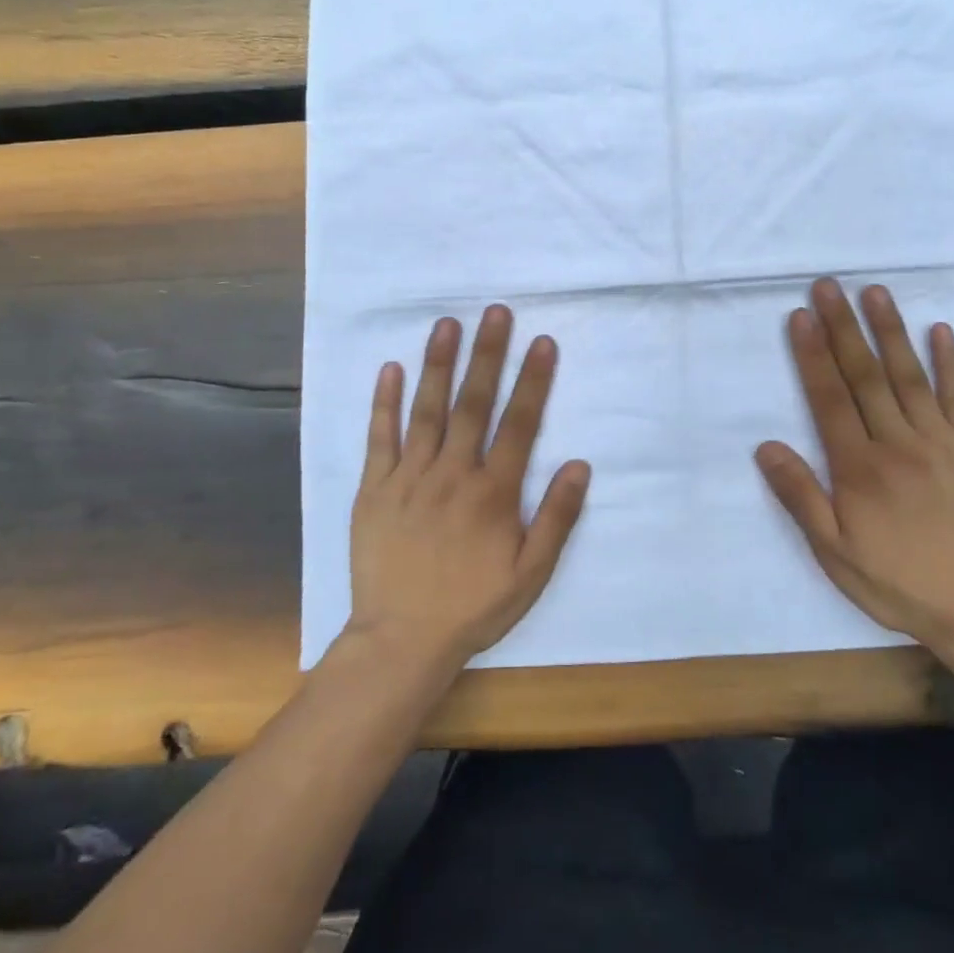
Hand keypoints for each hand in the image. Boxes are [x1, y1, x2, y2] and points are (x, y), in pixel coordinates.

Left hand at [345, 305, 590, 673]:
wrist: (401, 640)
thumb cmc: (473, 606)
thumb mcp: (531, 574)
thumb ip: (556, 518)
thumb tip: (579, 464)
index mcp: (493, 492)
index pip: (518, 424)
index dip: (533, 380)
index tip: (542, 342)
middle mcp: (452, 474)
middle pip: (473, 404)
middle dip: (487, 355)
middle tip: (495, 312)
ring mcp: (408, 478)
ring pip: (427, 411)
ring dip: (438, 364)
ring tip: (447, 324)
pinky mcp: (374, 489)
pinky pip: (380, 439)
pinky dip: (385, 403)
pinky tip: (391, 369)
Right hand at [755, 278, 953, 647]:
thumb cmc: (897, 580)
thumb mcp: (834, 551)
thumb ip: (800, 496)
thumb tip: (766, 446)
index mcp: (859, 467)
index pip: (829, 398)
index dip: (812, 354)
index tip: (800, 316)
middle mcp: (897, 443)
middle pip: (864, 375)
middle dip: (842, 328)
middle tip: (828, 286)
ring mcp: (941, 440)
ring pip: (908, 375)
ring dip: (889, 331)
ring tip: (873, 292)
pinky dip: (950, 361)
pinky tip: (940, 329)